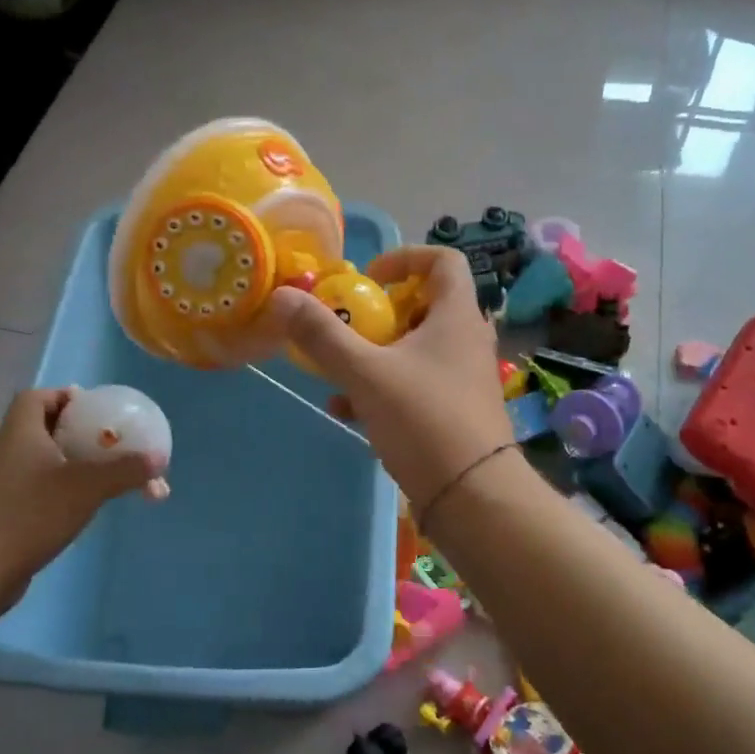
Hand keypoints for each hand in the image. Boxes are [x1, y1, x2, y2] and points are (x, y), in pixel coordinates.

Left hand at [0, 388, 160, 597]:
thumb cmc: (32, 513)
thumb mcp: (88, 486)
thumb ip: (126, 470)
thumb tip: (159, 458)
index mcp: (20, 432)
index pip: (37, 398)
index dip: (63, 397)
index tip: (92, 408)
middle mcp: (5, 451)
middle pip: (41, 428)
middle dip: (75, 432)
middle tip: (107, 442)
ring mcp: (0, 484)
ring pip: (40, 461)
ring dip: (69, 463)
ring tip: (102, 476)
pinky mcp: (0, 513)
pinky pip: (35, 489)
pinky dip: (59, 490)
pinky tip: (81, 507)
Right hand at [266, 246, 512, 506]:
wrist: (472, 495)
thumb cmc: (424, 420)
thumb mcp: (366, 375)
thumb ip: (323, 336)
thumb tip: (282, 297)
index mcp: (456, 316)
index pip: (443, 260)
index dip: (404, 258)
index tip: (368, 279)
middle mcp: (466, 339)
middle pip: (423, 306)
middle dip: (378, 315)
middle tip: (349, 328)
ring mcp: (463, 377)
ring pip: (415, 349)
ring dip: (374, 356)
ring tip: (338, 377)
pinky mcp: (456, 410)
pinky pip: (416, 384)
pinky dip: (384, 389)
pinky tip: (349, 413)